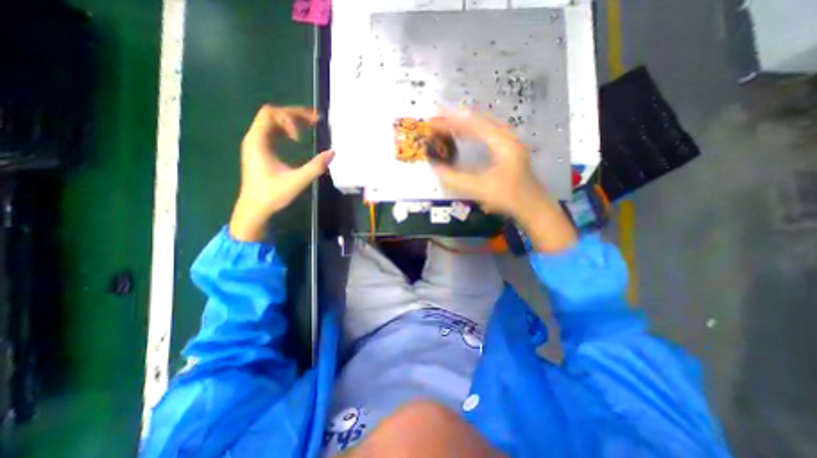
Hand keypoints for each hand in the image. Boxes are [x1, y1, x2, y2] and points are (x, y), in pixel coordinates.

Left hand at [228, 105, 332, 243]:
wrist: (254, 209)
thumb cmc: (272, 195)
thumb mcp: (297, 181)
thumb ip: (315, 166)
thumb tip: (333, 153)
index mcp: (258, 141)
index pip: (270, 114)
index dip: (289, 119)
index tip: (300, 139)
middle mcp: (254, 138)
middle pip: (272, 114)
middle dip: (294, 114)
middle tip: (316, 119)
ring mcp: (256, 144)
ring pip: (273, 122)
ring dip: (292, 121)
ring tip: (311, 124)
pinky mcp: (261, 151)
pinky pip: (273, 132)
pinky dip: (287, 130)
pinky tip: (298, 138)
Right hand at [429, 110, 576, 253]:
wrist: (533, 208)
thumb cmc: (509, 198)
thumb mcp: (480, 189)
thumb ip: (456, 179)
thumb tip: (435, 167)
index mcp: (504, 143)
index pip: (474, 125)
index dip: (452, 121)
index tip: (433, 121)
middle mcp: (507, 138)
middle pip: (479, 121)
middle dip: (456, 119)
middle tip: (436, 120)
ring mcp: (509, 143)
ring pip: (483, 126)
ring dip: (463, 124)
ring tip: (445, 124)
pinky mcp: (507, 151)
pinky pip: (486, 135)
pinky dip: (471, 133)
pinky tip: (463, 136)